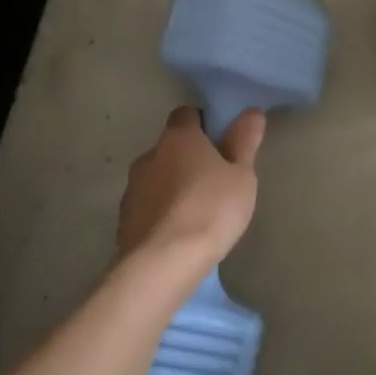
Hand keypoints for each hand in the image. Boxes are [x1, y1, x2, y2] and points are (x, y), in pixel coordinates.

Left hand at [115, 106, 265, 273]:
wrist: (163, 262)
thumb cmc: (211, 209)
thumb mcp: (242, 176)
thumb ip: (244, 143)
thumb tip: (251, 112)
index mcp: (178, 138)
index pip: (186, 114)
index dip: (203, 124)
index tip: (220, 141)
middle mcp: (149, 155)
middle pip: (170, 147)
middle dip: (188, 158)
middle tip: (213, 180)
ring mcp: (132, 188)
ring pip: (156, 177)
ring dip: (172, 186)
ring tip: (196, 212)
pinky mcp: (124, 219)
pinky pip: (146, 206)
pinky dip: (160, 212)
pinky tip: (177, 233)